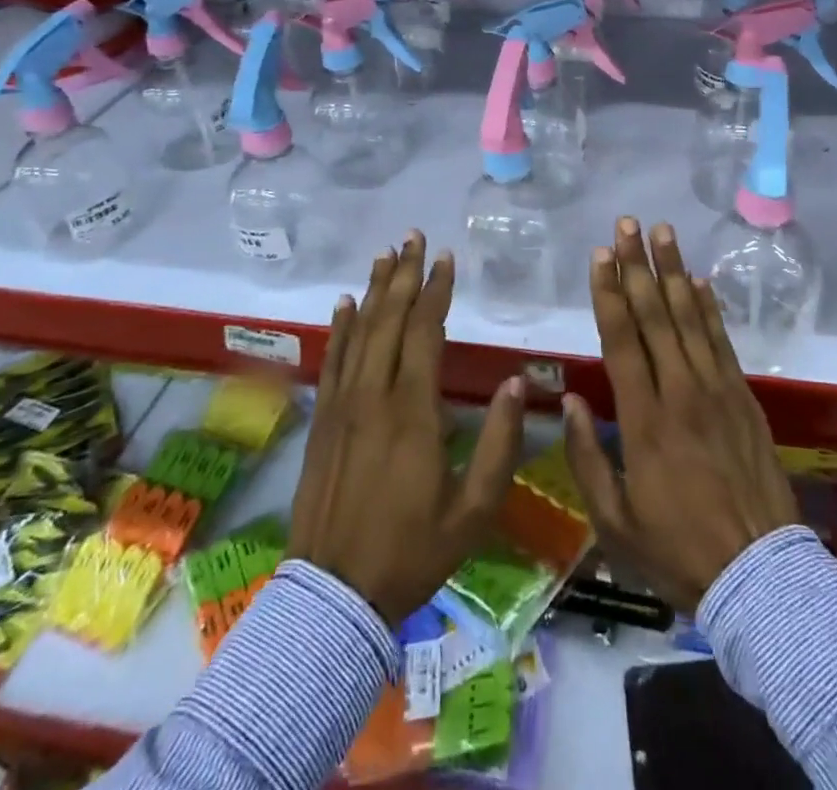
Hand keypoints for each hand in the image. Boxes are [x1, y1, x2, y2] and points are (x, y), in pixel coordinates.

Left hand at [288, 232, 525, 624]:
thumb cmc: (411, 552)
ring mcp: (342, 407)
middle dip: (405, 275)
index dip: (436, 293)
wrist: (333, 598)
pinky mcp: (322, 421)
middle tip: (414, 237)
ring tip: (385, 255)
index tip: (447, 259)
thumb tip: (513, 384)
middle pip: (389, 321)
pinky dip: (339, 328)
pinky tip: (345, 303)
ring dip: (374, 290)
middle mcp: (374, 396)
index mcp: (413, 413)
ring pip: (359, 333)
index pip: (425, 334)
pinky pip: (332, 361)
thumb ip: (498, 444)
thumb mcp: (473, 511)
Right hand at [563, 218, 799, 613]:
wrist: (759, 575)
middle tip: (627, 224)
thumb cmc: (677, 549)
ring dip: (675, 271)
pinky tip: (700, 282)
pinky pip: (723, 341)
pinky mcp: (744, 398)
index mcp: (644, 419)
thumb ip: (587, 458)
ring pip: (691, 318)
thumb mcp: (614, 521)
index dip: (609, 293)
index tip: (600, 255)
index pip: (622, 340)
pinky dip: (710, 308)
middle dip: (639, 265)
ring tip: (663, 233)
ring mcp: (718, 390)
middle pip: (656, 315)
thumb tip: (570, 401)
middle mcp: (681, 391)